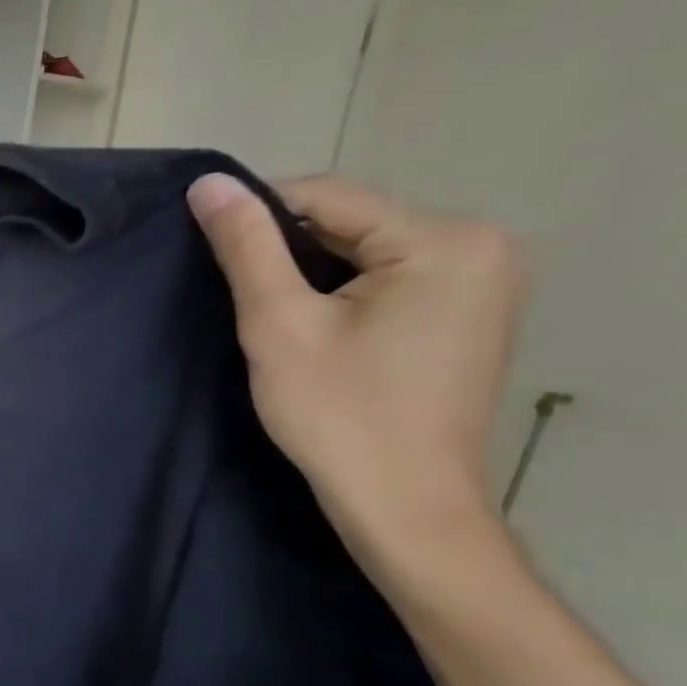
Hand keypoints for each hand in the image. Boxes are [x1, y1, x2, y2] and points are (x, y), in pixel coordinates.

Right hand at [186, 172, 525, 566]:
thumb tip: (208, 183)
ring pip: (365, 250)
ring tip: (264, 311)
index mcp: (443, 239)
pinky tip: (310, 324)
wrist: (403, 502)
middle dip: (284, 249)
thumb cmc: (338, 413)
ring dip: (308, 271)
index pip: (326, 196)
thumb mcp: (278, 323)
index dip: (255, 214)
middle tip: (231, 291)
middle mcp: (481, 245)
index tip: (203, 248)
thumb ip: (246, 247)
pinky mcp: (469, 311)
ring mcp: (483, 280)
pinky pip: (388, 277)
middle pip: (351, 222)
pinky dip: (340, 291)